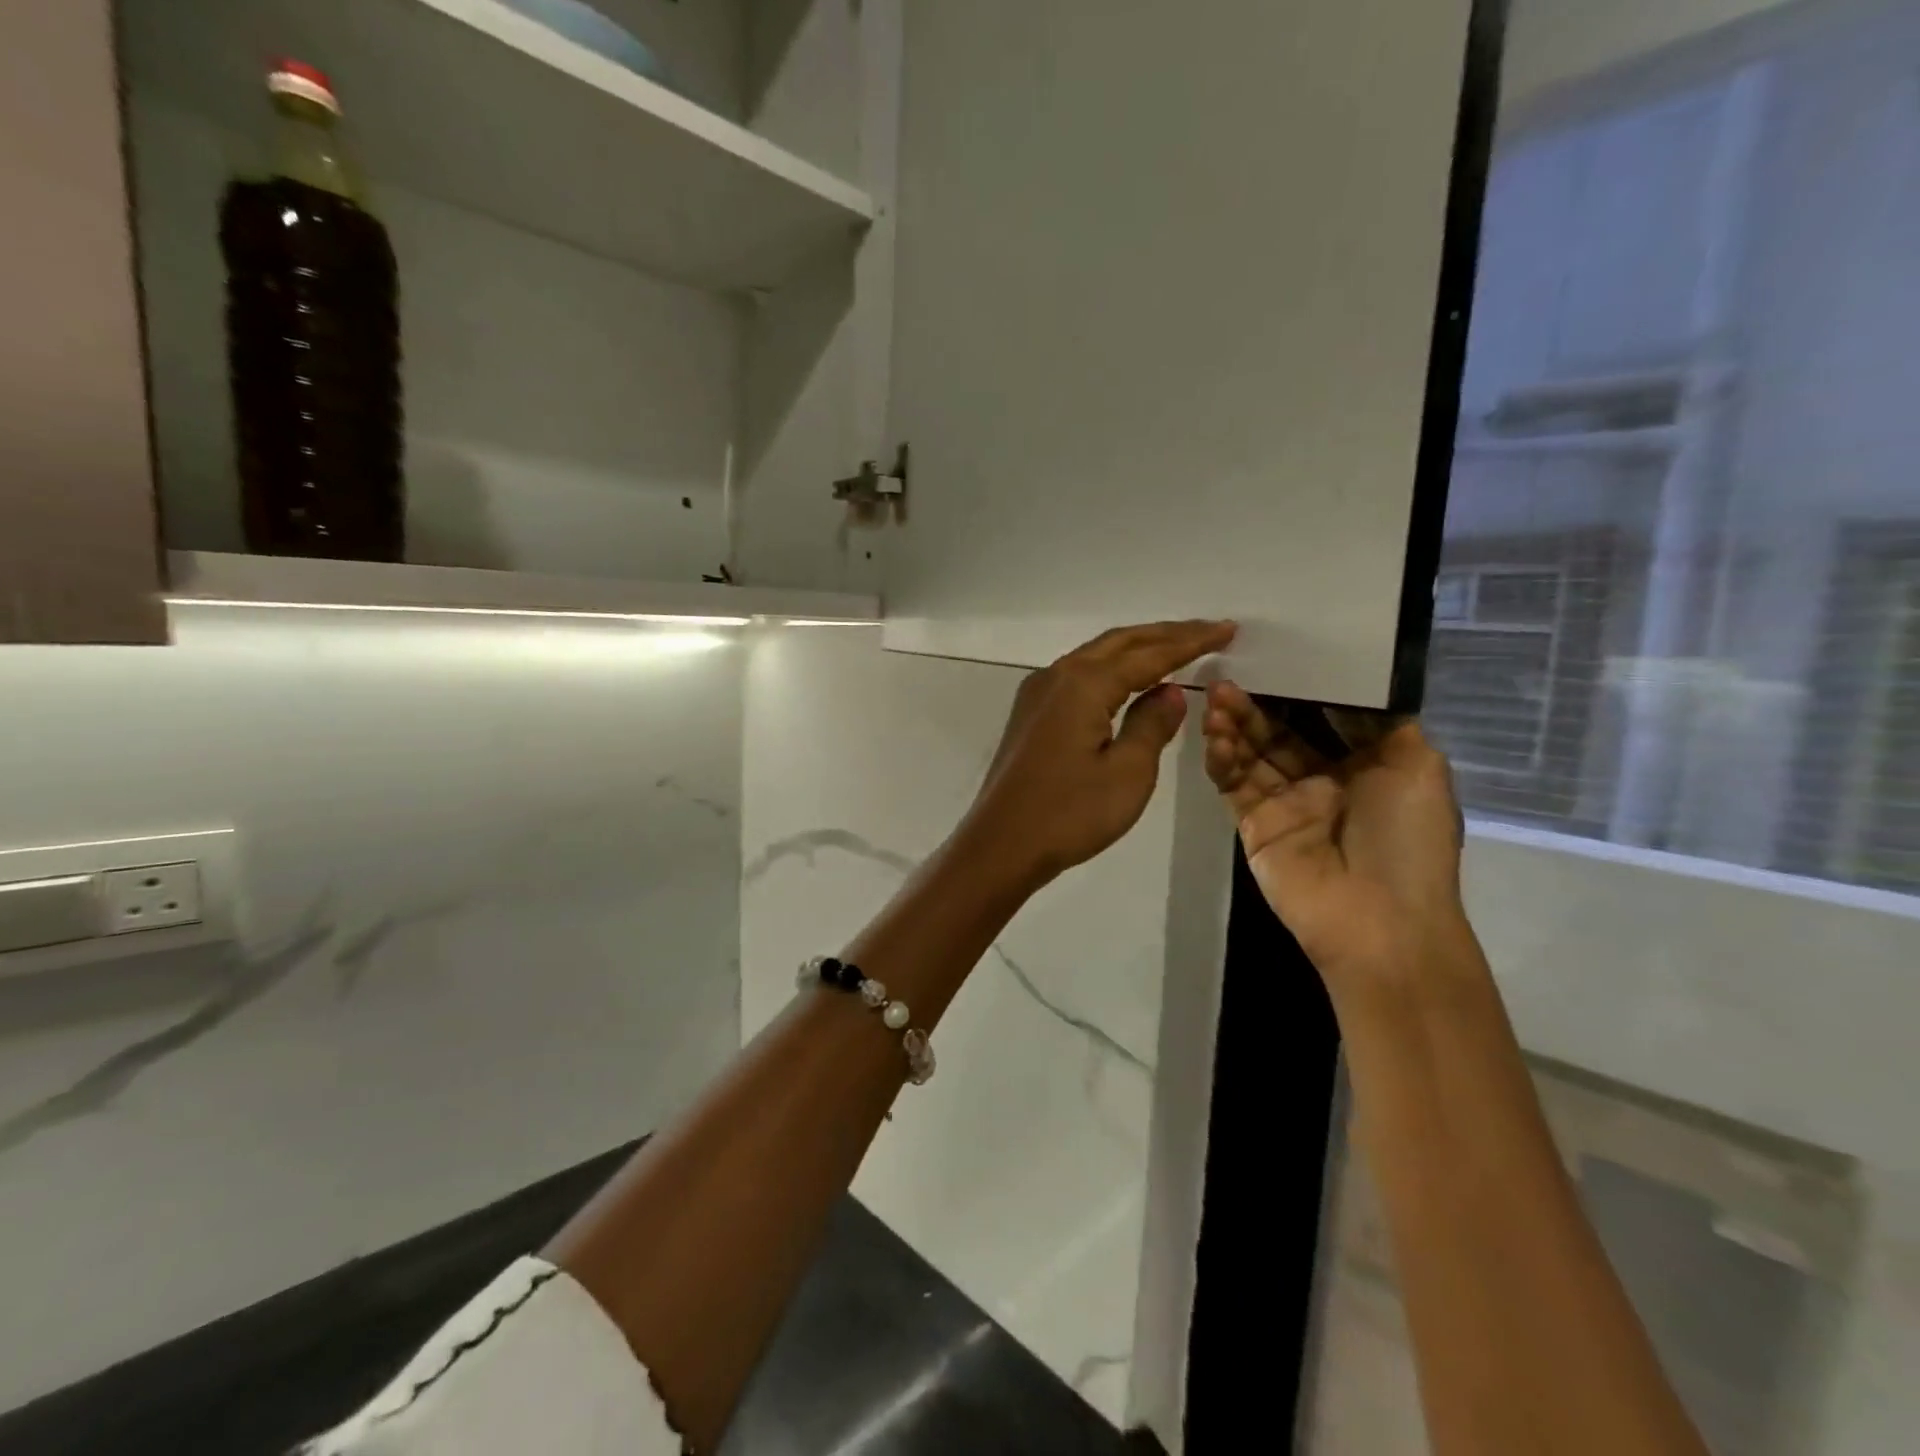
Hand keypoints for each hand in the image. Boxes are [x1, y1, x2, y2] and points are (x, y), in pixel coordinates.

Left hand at [962, 621, 1237, 891]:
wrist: (1000, 845)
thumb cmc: (1069, 813)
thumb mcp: (1128, 773)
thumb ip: (1152, 725)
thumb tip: (1170, 690)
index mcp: (1084, 684)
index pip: (1148, 654)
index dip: (1190, 642)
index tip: (1226, 630)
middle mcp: (1057, 676)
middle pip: (1119, 643)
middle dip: (1165, 635)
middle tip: (1209, 630)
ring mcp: (1037, 693)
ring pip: (1095, 656)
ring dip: (1136, 649)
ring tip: (1176, 647)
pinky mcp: (1030, 714)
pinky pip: (1078, 676)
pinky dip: (1111, 670)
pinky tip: (1128, 681)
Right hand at [1202, 682, 1477, 998]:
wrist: (1379, 919)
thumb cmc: (1406, 838)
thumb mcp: (1419, 766)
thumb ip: (1385, 722)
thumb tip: (1357, 687)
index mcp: (1365, 766)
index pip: (1324, 717)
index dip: (1301, 689)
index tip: (1277, 657)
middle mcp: (1322, 781)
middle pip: (1280, 732)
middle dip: (1256, 704)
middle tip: (1229, 676)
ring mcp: (1284, 804)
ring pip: (1251, 754)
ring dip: (1233, 725)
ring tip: (1215, 697)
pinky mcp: (1253, 825)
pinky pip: (1233, 783)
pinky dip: (1222, 758)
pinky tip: (1214, 735)